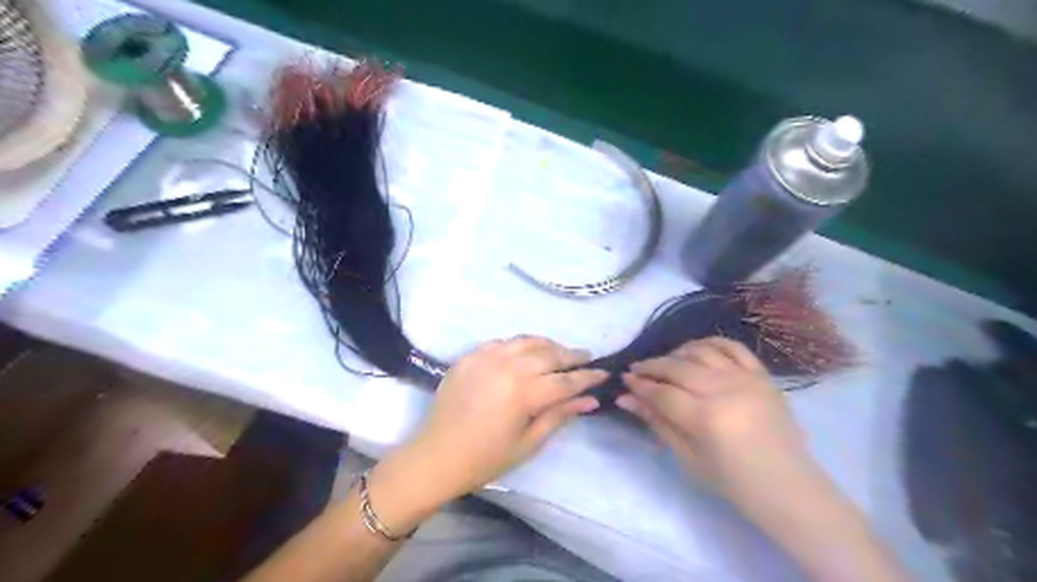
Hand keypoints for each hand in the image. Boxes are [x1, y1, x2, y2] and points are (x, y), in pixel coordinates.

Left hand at [368, 335, 610, 531]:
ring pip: (527, 341)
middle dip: (572, 356)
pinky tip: (527, 352)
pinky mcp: (470, 355)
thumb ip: (559, 416)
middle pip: (550, 354)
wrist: (436, 456)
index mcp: (524, 393)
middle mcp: (508, 366)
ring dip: (548, 345)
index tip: (605, 373)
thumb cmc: (486, 458)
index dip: (588, 377)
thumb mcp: (528, 443)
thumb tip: (591, 400)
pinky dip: (520, 345)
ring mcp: (486, 357)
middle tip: (587, 357)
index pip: (566, 381)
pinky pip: (503, 342)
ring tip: (561, 352)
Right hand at [614, 339, 809, 506]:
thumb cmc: (732, 480)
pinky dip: (710, 343)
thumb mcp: (687, 457)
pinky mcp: (762, 374)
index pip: (661, 392)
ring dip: (677, 353)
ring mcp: (745, 379)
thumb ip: (656, 422)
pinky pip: (732, 347)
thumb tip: (625, 399)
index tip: (624, 381)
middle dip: (651, 366)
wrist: (785, 484)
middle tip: (637, 370)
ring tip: (666, 363)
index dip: (639, 385)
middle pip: (677, 367)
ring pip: (701, 351)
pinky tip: (697, 350)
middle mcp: (723, 390)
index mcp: (705, 418)